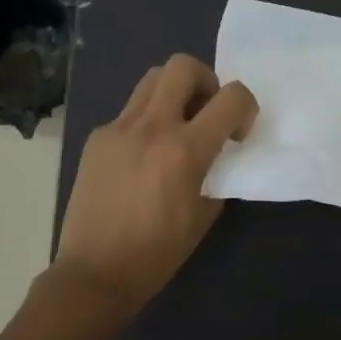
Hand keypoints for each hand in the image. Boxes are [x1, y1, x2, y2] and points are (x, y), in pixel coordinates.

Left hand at [54, 54, 257, 311]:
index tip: (237, 134)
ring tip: (177, 127)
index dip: (246, 107)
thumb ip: (218, 170)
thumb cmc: (158, 252)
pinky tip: (144, 156)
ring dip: (174, 92)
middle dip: (206, 81)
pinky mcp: (97, 138)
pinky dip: (148, 120)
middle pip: (183, 66)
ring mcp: (118, 129)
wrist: (94, 274)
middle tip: (206, 113)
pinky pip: (130, 111)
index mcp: (185, 150)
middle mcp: (151, 127)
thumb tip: (219, 150)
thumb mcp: (205, 212)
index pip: (231, 96)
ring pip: (152, 79)